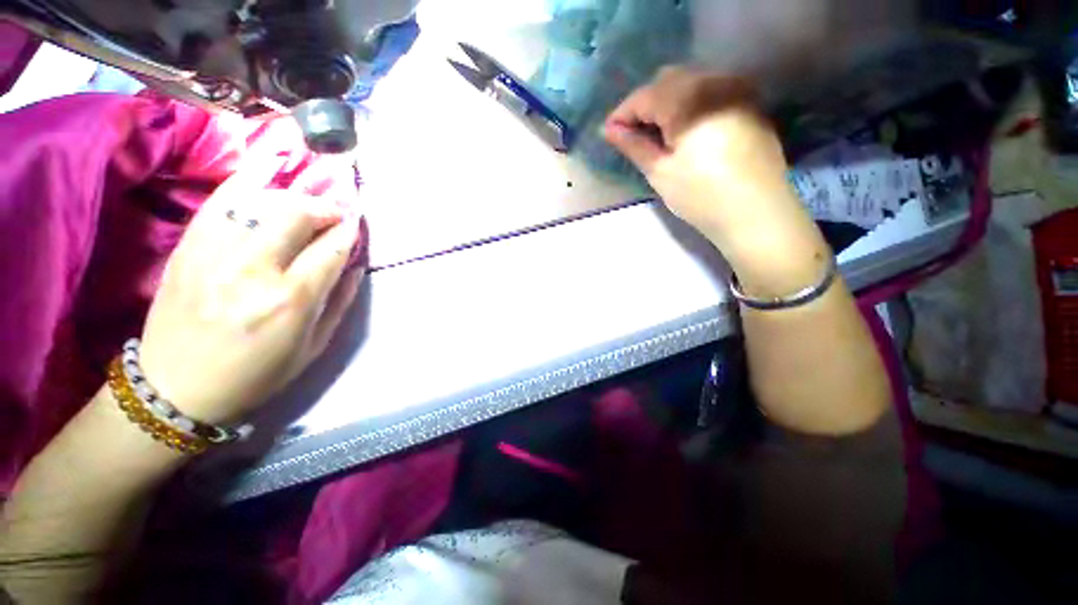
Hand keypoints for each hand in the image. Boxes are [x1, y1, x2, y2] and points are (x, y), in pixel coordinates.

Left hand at [138, 151, 366, 425]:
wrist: (175, 389)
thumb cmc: (256, 375)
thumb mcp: (313, 348)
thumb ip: (338, 302)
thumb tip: (353, 266)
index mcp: (290, 301)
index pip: (330, 250)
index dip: (349, 232)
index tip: (358, 223)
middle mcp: (253, 270)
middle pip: (296, 215)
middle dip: (324, 207)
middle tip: (336, 212)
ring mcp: (213, 254)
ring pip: (259, 202)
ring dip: (292, 196)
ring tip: (305, 203)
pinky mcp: (187, 248)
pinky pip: (220, 202)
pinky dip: (246, 183)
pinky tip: (265, 174)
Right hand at [604, 66, 822, 277]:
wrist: (757, 212)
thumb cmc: (701, 196)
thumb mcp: (660, 172)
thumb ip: (633, 145)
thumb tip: (609, 130)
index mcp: (689, 100)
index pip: (645, 95)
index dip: (622, 114)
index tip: (609, 133)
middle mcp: (715, 81)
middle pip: (667, 81)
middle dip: (644, 105)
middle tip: (633, 136)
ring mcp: (737, 89)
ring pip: (690, 83)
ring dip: (667, 103)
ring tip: (657, 135)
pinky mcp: (749, 102)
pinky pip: (710, 91)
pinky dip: (690, 105)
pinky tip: (685, 130)